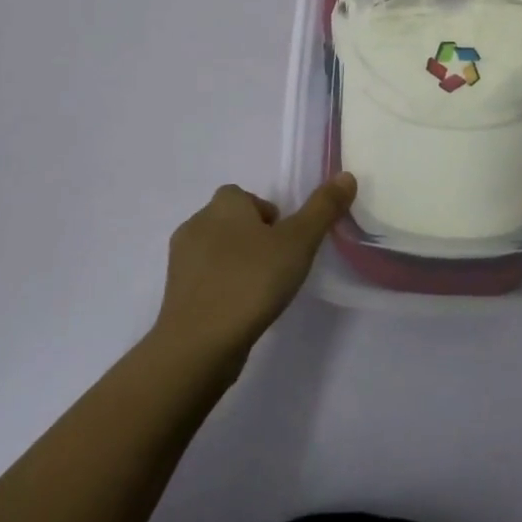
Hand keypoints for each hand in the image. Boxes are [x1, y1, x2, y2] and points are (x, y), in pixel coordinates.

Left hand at [153, 175, 355, 366]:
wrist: (198, 345)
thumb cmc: (251, 282)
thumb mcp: (298, 242)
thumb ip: (323, 208)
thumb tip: (346, 176)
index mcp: (224, 204)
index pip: (245, 196)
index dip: (267, 215)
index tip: (285, 242)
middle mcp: (197, 223)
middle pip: (232, 222)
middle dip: (253, 239)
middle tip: (278, 266)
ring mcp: (181, 261)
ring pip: (217, 252)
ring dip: (237, 264)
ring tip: (261, 292)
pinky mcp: (175, 295)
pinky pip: (206, 281)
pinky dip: (222, 289)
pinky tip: (240, 312)